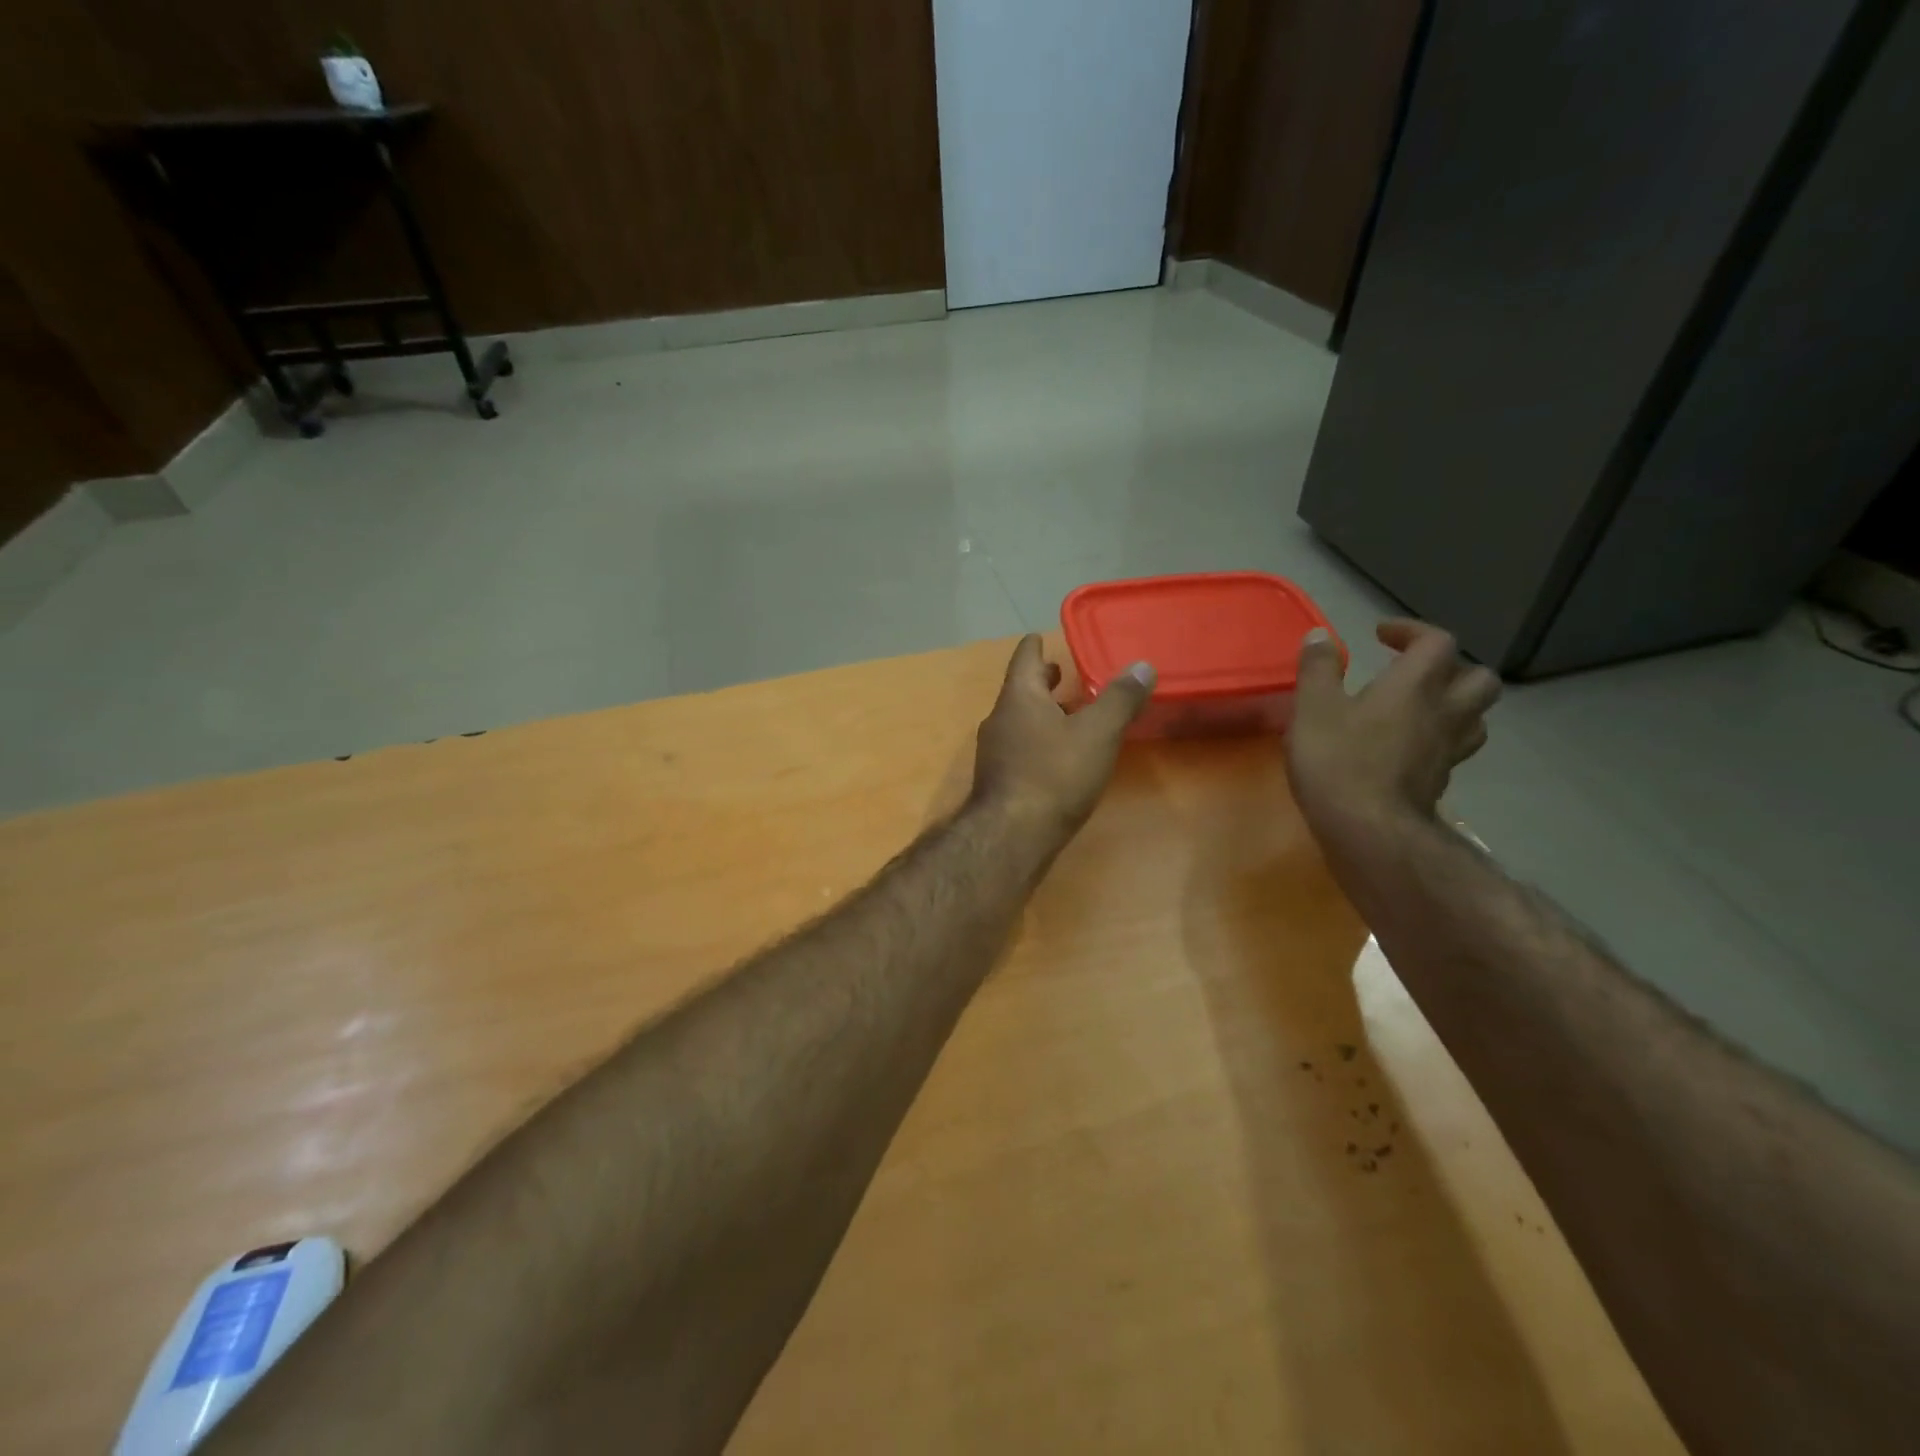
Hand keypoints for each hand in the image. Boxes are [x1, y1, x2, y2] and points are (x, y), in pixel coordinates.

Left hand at [971, 635, 1154, 838]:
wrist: (1012, 836)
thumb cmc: (1054, 774)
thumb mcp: (1097, 733)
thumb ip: (1120, 699)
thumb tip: (1142, 665)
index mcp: (1019, 697)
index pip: (1024, 659)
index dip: (1035, 646)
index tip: (1040, 637)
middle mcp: (1000, 719)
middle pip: (1021, 690)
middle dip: (1042, 681)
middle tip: (1062, 672)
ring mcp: (995, 752)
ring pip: (1020, 721)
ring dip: (1042, 712)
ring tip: (1068, 713)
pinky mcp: (999, 781)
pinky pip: (1020, 748)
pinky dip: (1039, 740)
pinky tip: (1058, 756)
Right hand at [1286, 620, 1501, 854]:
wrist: (1368, 828)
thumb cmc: (1337, 760)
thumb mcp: (1312, 708)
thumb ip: (1318, 669)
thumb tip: (1320, 635)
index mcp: (1415, 684)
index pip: (1436, 642)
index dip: (1412, 631)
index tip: (1380, 636)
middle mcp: (1443, 710)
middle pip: (1478, 678)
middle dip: (1452, 667)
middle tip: (1415, 673)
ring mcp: (1449, 749)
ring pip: (1477, 715)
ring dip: (1456, 703)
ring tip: (1423, 708)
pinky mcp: (1442, 779)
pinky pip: (1456, 747)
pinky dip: (1442, 738)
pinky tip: (1413, 746)